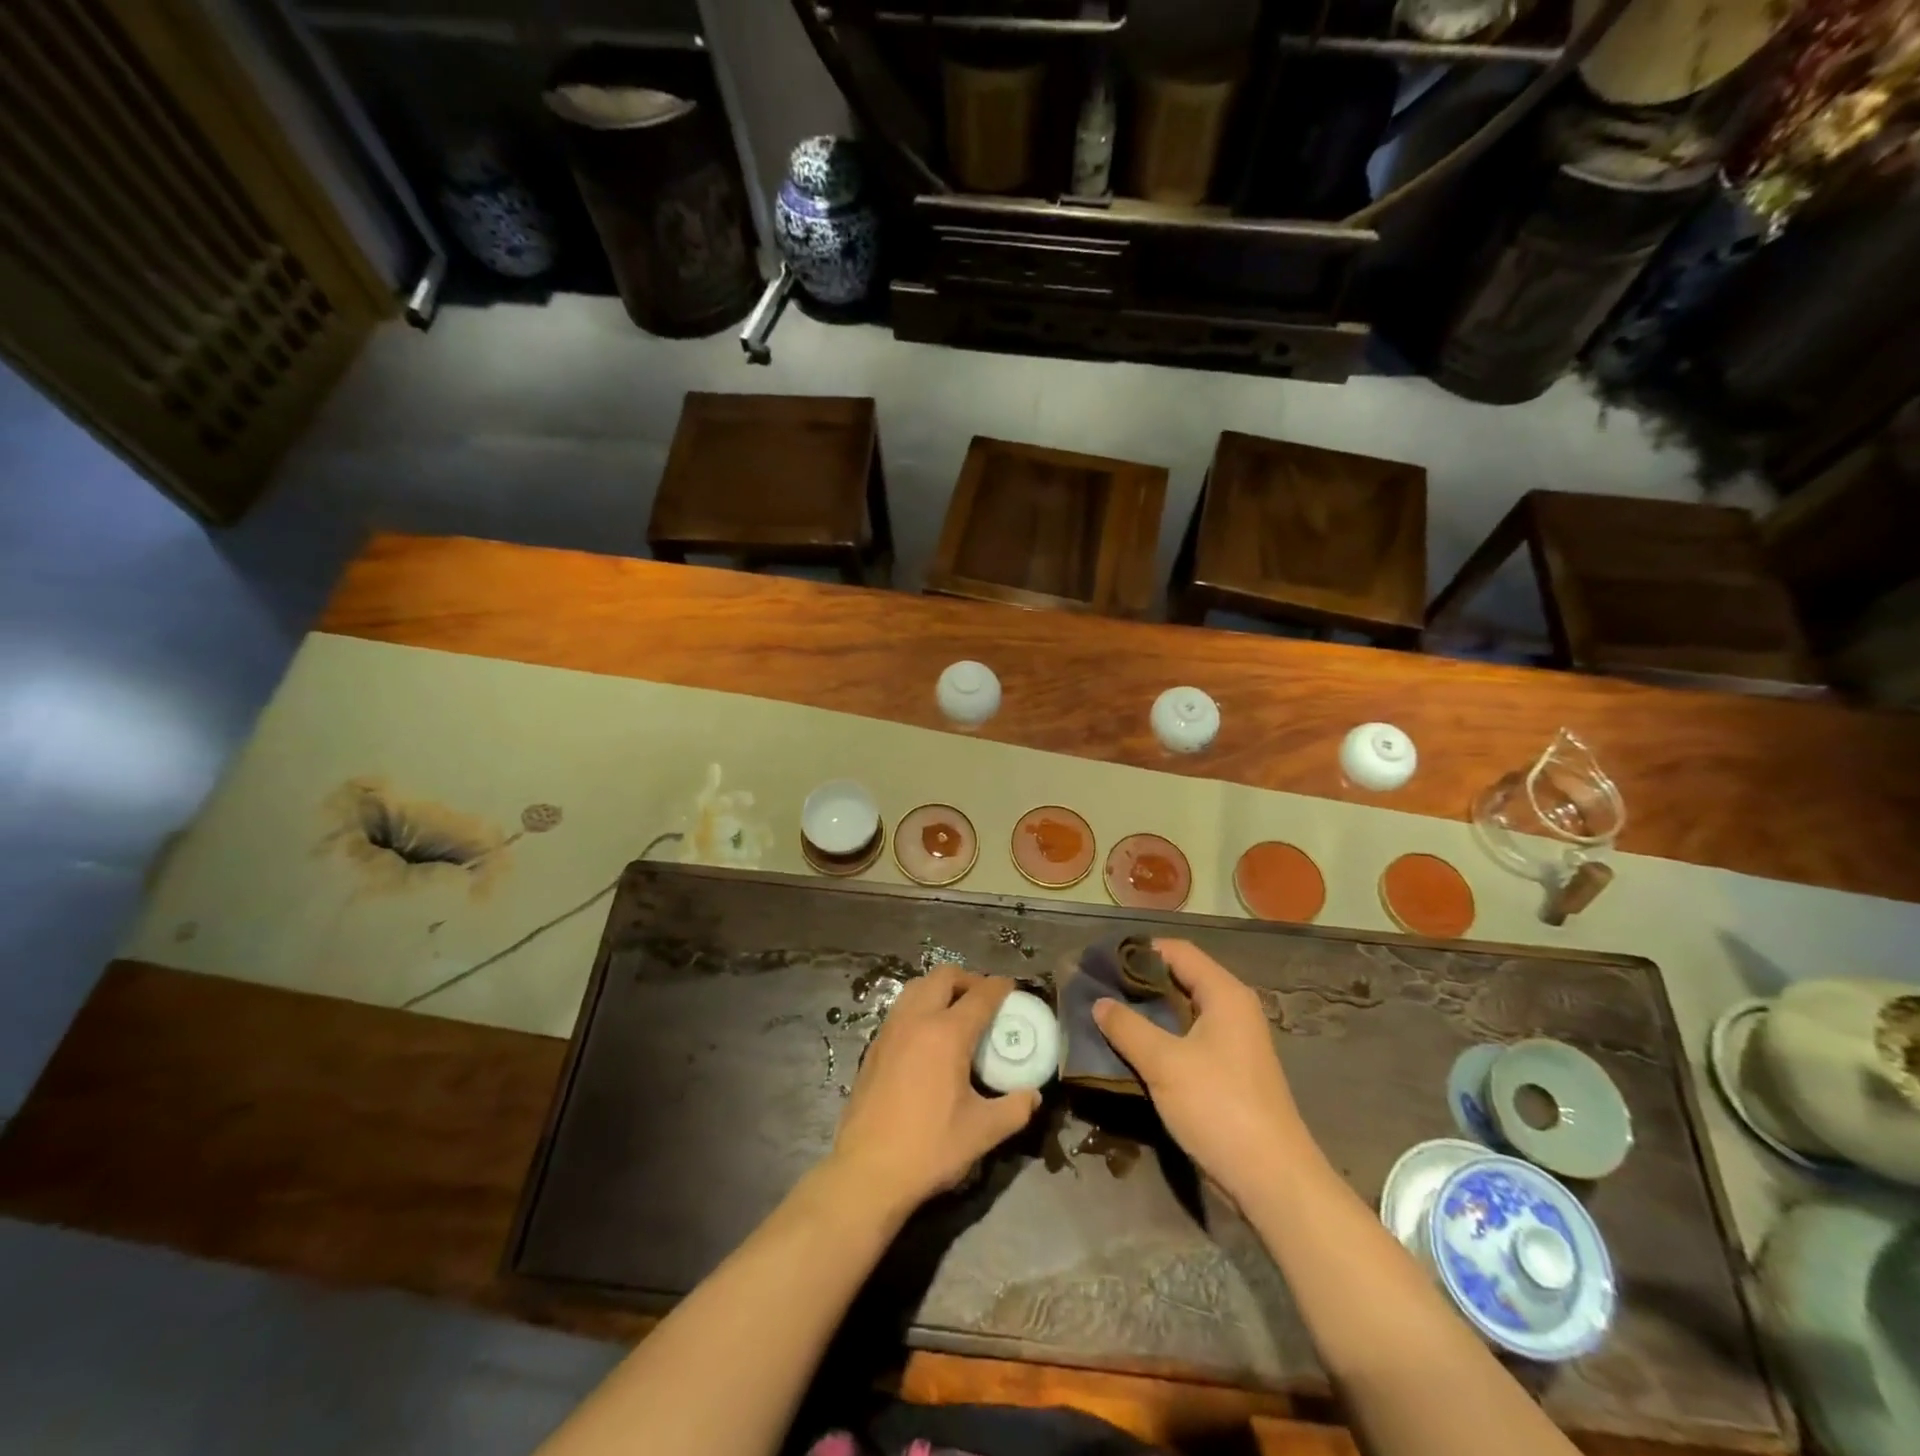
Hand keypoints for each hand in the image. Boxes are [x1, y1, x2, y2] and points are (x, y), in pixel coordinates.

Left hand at [828, 967, 1040, 1219]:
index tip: (1012, 986)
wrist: (868, 1171)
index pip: (980, 995)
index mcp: (947, 1034)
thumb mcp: (983, 1132)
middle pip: (944, 977)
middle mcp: (916, 1020)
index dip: (999, 987)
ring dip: (940, 988)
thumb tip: (1033, 1095)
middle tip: (984, 998)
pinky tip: (928, 1035)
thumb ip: (1015, 1109)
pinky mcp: (874, 1046)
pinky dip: (920, 1006)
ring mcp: (890, 1030)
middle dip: (968, 979)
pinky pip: (901, 1008)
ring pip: (917, 987)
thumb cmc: (929, 1148)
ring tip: (956, 1010)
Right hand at [1093, 939, 1310, 1207]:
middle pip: (1180, 979)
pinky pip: (1187, 1039)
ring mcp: (1231, 1043)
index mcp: (1225, 995)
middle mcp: (1232, 1010)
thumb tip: (1099, 1002)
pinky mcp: (1227, 1072)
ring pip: (1181, 1012)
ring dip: (1147, 1012)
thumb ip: (1127, 1027)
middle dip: (1139, 981)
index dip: (1140, 950)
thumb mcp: (1164, 1063)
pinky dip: (1160, 1037)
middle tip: (1097, 987)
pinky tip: (1130, 1048)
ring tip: (1106, 1015)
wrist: (1271, 1180)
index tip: (1102, 959)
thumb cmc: (1219, 1107)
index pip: (1178, 951)